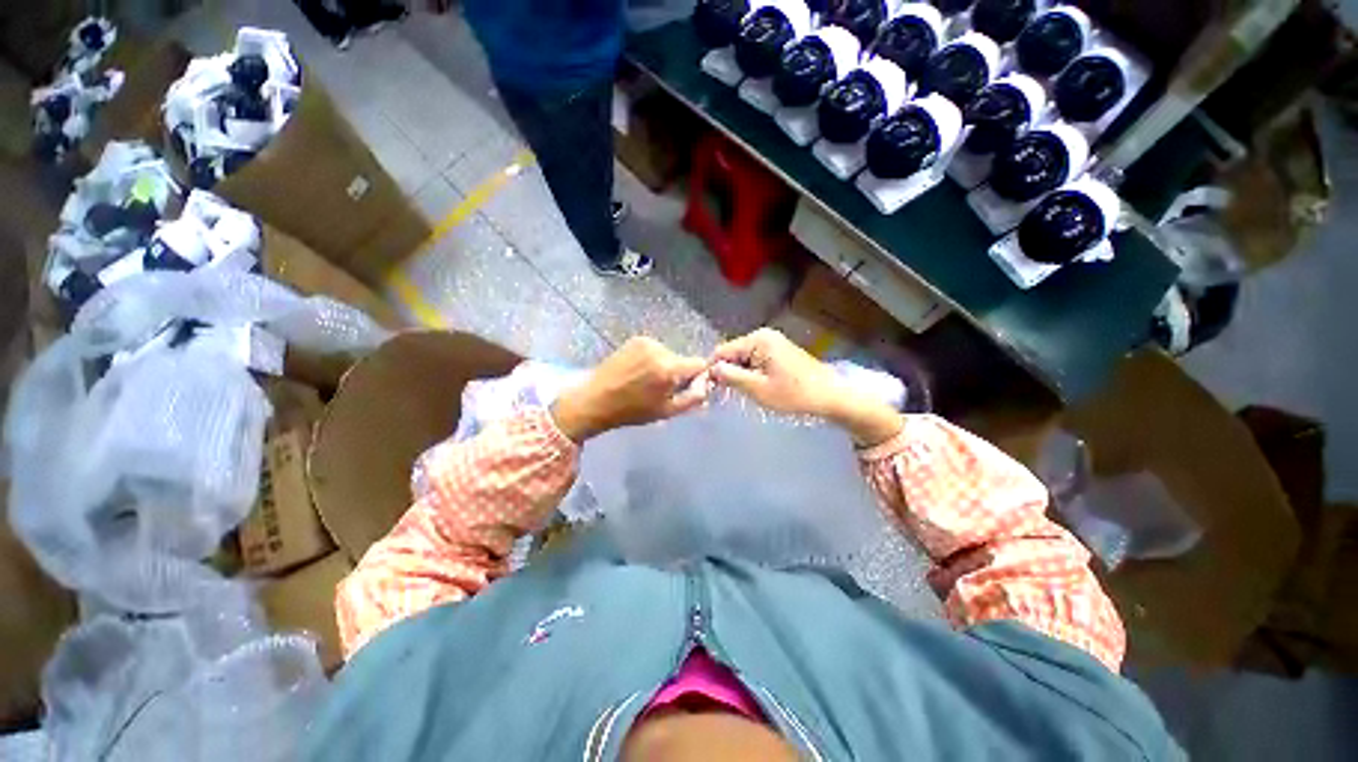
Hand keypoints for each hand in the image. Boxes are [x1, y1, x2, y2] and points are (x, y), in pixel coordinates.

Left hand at [552, 337, 710, 441]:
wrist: (595, 399)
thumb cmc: (631, 411)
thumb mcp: (666, 412)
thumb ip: (692, 399)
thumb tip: (707, 386)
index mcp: (669, 369)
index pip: (699, 364)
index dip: (698, 377)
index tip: (687, 388)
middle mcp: (660, 350)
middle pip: (682, 359)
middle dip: (678, 373)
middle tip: (661, 390)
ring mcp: (646, 342)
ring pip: (668, 354)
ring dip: (664, 366)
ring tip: (646, 382)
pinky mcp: (636, 340)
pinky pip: (654, 350)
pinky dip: (651, 360)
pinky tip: (637, 372)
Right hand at [710, 329, 903, 446]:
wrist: (829, 396)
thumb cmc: (794, 394)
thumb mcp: (758, 389)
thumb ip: (731, 377)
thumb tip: (711, 369)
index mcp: (757, 340)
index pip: (722, 351)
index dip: (713, 370)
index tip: (712, 391)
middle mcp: (764, 336)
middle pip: (733, 354)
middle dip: (729, 373)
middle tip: (729, 396)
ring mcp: (774, 343)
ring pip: (745, 360)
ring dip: (742, 376)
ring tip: (746, 395)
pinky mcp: (781, 353)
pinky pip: (757, 362)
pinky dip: (754, 375)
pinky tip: (759, 390)